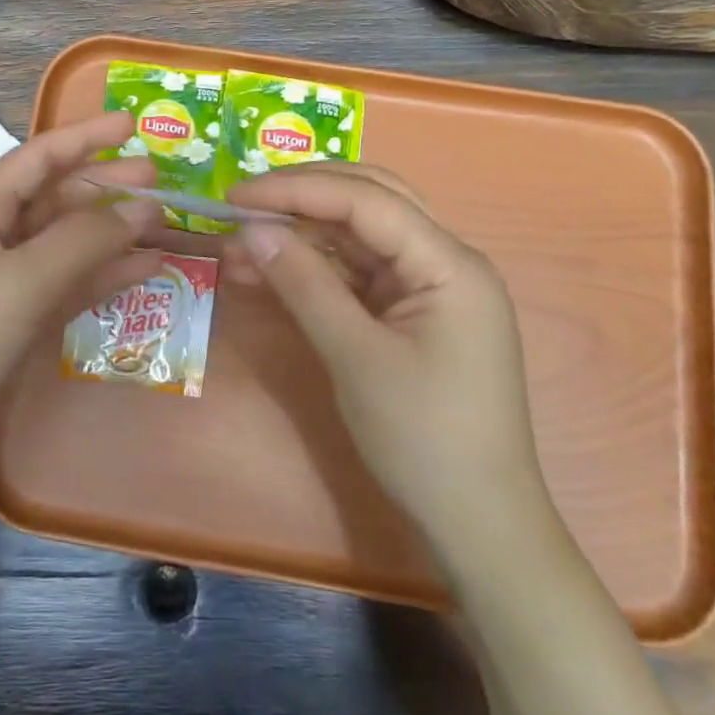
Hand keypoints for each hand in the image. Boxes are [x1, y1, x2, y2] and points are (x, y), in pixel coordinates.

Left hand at [0, 113, 161, 534]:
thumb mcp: (16, 283)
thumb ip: (82, 241)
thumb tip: (142, 207)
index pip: (36, 160)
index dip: (83, 138)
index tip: (132, 126)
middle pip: (57, 201)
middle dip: (106, 186)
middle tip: (161, 180)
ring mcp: (8, 290)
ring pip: (70, 247)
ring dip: (114, 234)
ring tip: (164, 223)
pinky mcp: (22, 330)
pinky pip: (72, 290)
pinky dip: (107, 277)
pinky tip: (146, 269)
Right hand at [225, 163, 554, 584]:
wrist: (477, 524)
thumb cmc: (424, 438)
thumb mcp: (355, 356)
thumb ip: (304, 284)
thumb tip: (251, 229)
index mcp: (449, 263)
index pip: (367, 201)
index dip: (297, 190)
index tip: (237, 194)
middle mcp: (444, 262)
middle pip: (370, 202)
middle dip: (303, 197)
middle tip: (243, 202)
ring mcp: (428, 289)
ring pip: (358, 238)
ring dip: (301, 236)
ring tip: (240, 243)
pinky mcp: (410, 315)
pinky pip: (357, 275)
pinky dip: (313, 271)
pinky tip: (268, 273)